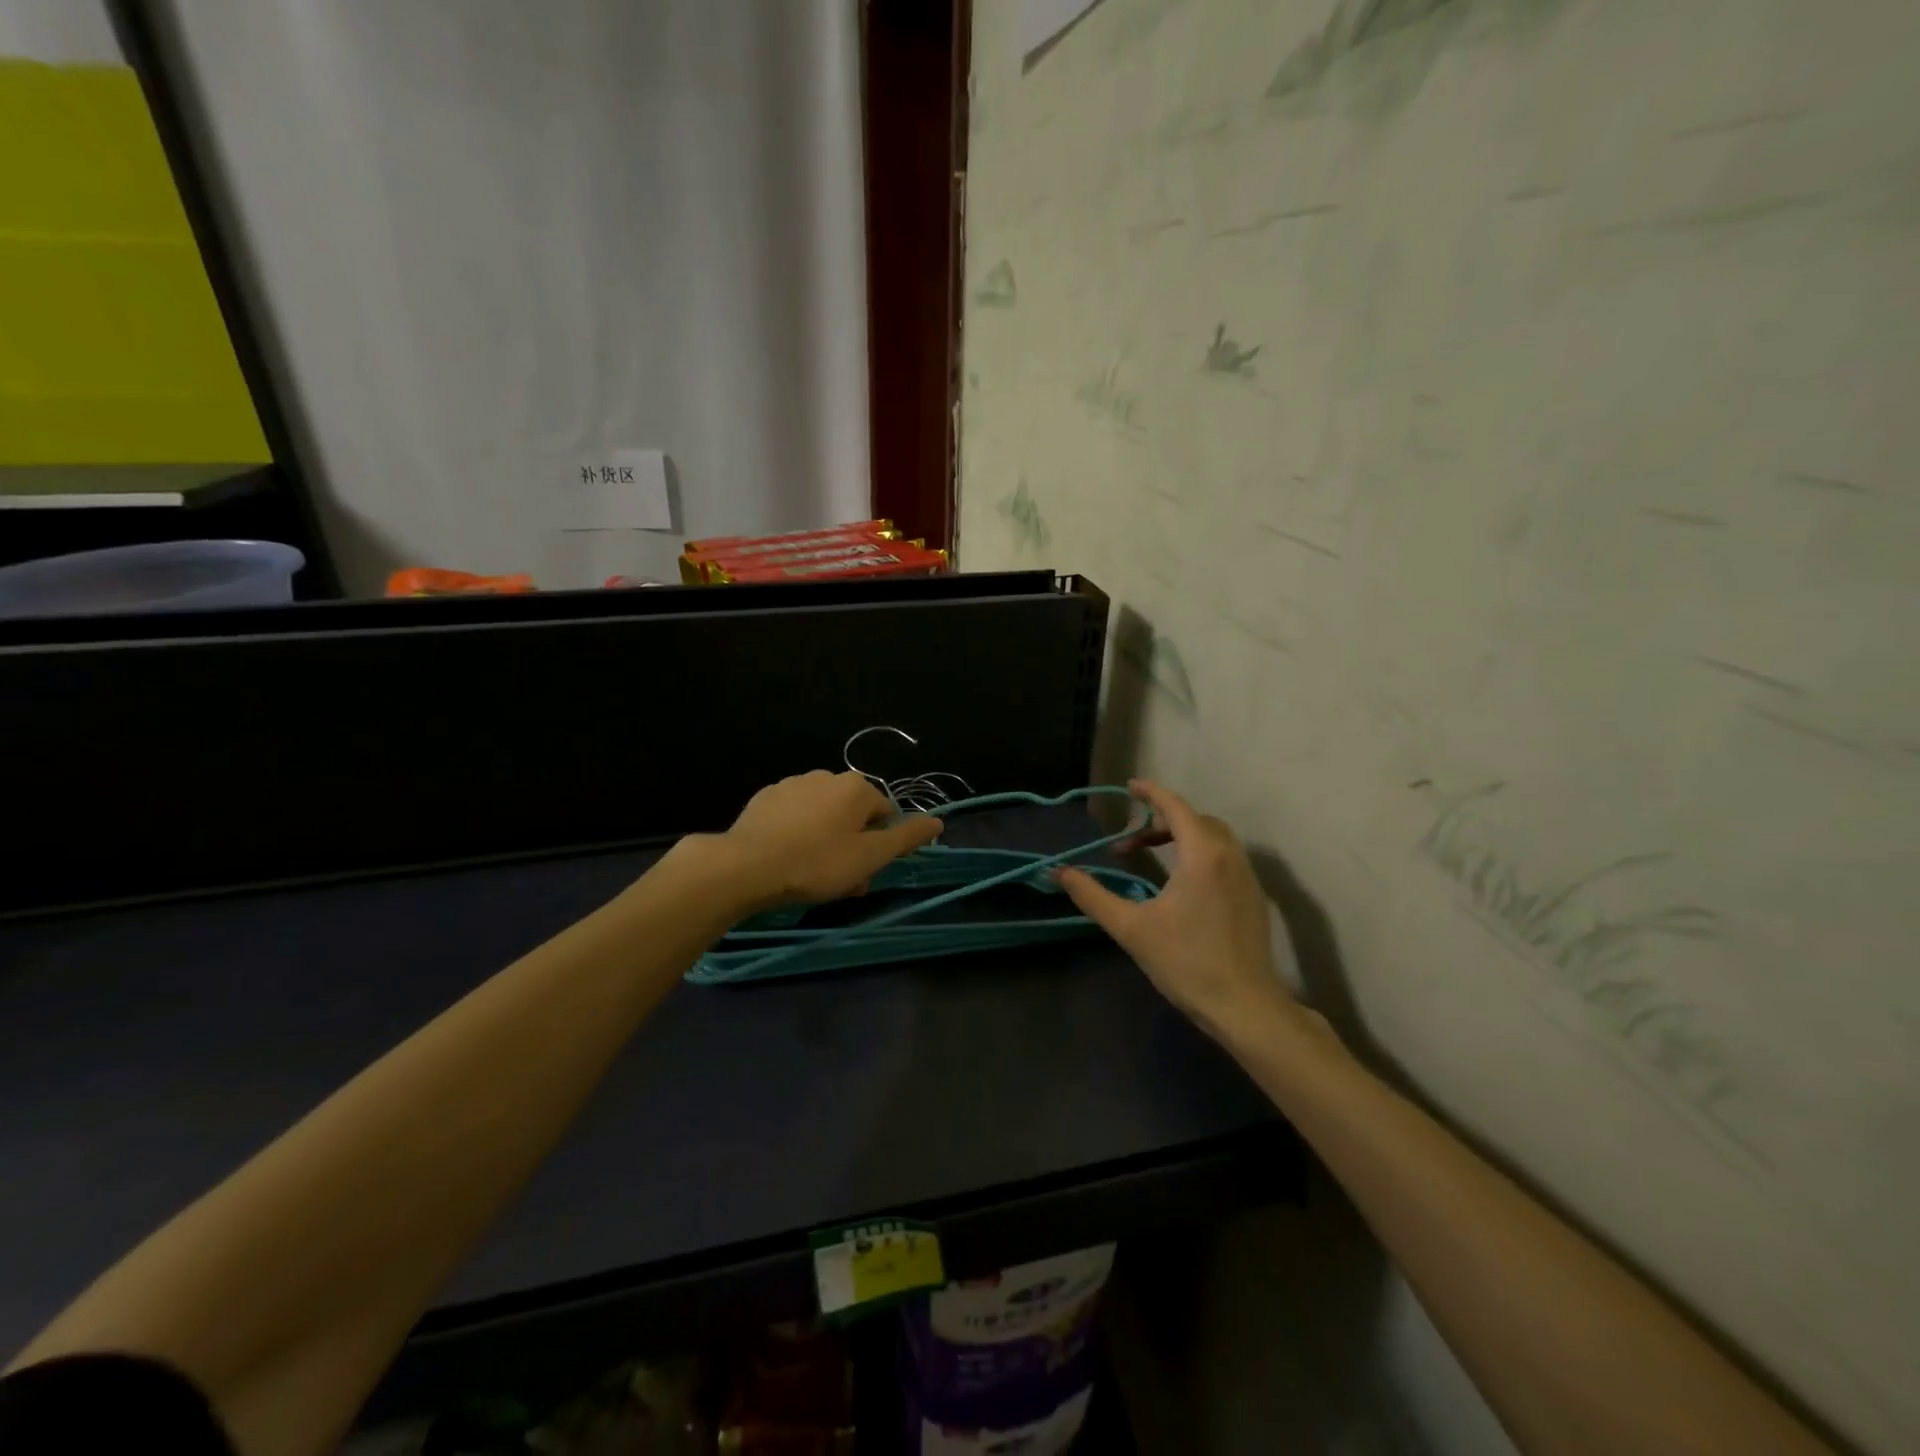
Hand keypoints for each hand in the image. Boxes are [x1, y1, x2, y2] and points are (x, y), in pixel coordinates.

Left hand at [703, 770, 941, 908]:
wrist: (747, 865)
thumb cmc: (817, 863)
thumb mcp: (870, 856)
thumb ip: (906, 837)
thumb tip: (938, 821)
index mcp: (856, 787)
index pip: (885, 814)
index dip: (879, 846)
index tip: (863, 873)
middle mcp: (826, 775)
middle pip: (853, 814)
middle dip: (852, 845)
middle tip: (840, 881)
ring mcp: (792, 784)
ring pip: (823, 815)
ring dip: (825, 840)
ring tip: (811, 874)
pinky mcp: (765, 798)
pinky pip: (794, 816)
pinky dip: (797, 833)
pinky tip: (786, 859)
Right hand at [1055, 780, 1331, 1047]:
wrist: (1245, 1005)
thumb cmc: (1186, 962)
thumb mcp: (1130, 928)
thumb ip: (1092, 895)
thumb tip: (1058, 872)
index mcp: (1201, 854)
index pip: (1175, 807)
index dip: (1151, 793)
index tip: (1129, 787)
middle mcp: (1229, 856)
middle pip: (1195, 819)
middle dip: (1162, 819)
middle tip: (1131, 839)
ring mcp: (1246, 876)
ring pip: (1214, 837)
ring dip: (1182, 836)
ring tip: (1152, 857)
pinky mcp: (1253, 896)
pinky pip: (1225, 856)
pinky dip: (1200, 852)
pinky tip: (1181, 883)